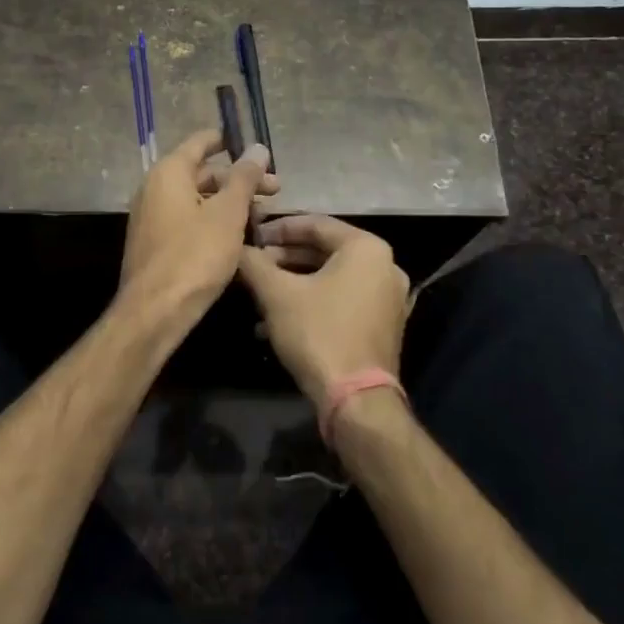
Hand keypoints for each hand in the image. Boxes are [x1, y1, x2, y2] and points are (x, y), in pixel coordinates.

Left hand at [119, 130, 275, 336]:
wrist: (155, 311)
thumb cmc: (194, 255)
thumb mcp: (228, 214)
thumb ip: (244, 178)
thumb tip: (257, 148)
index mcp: (169, 173)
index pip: (200, 143)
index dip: (227, 141)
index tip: (255, 147)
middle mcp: (154, 188)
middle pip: (201, 173)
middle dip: (238, 180)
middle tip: (275, 191)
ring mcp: (152, 217)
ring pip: (196, 199)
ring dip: (228, 203)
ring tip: (263, 217)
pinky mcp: (155, 243)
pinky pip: (187, 220)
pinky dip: (212, 221)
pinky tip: (238, 237)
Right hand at [237, 215, 409, 407]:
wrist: (356, 400)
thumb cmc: (318, 333)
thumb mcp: (277, 294)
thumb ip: (254, 264)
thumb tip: (237, 248)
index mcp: (366, 249)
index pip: (316, 224)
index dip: (278, 229)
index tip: (251, 236)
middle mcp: (385, 266)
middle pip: (325, 251)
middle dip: (284, 258)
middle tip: (253, 265)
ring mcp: (387, 298)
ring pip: (331, 278)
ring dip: (293, 282)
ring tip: (259, 292)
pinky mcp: (382, 325)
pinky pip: (342, 300)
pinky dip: (311, 302)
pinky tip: (276, 320)